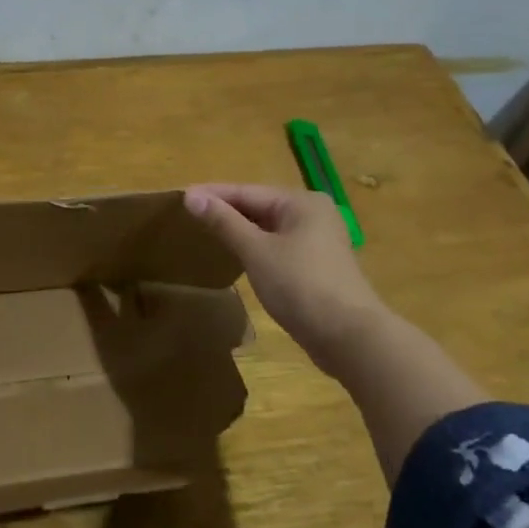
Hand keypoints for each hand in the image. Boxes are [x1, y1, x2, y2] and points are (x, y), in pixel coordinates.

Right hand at [184, 183, 386, 372]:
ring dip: (239, 230)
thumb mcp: (256, 251)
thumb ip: (224, 222)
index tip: (180, 196)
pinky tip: (236, 256)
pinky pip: (278, 247)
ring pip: (268, 228)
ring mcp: (318, 241)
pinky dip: (255, 248)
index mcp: (301, 202)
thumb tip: (192, 197)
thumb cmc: (300, 285)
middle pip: (259, 207)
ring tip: (205, 232)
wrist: (348, 336)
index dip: (212, 195)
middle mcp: (313, 214)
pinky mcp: (317, 266)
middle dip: (225, 211)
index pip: (247, 191)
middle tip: (188, 215)